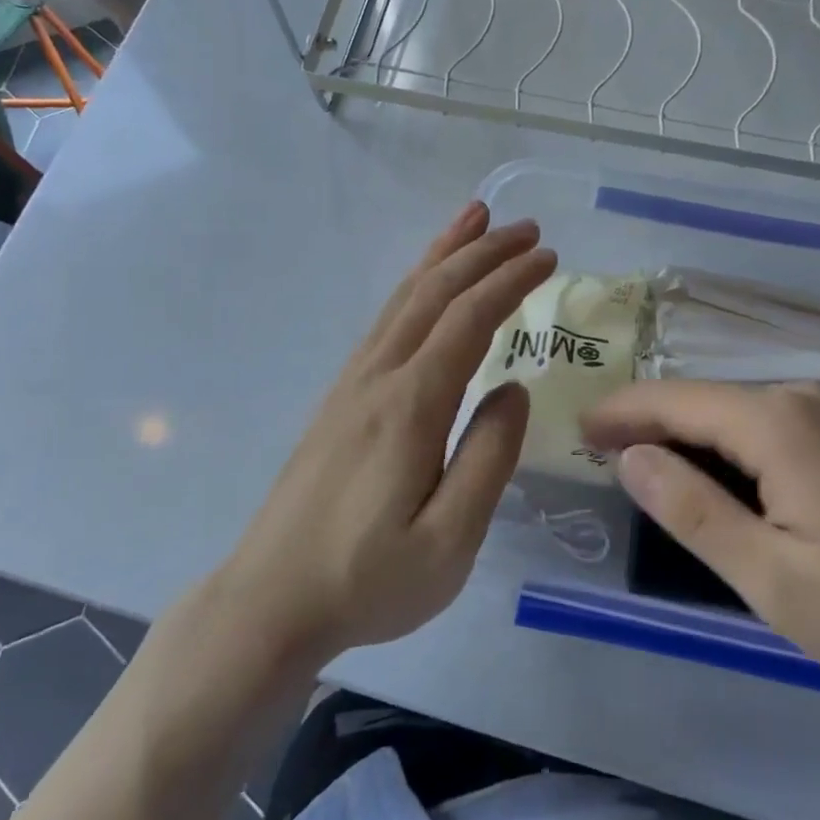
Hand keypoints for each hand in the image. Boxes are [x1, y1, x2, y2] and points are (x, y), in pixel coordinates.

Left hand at [215, 202, 556, 667]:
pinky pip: (386, 319)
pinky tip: (427, 285)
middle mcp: (379, 376)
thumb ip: (489, 460)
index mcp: (411, 405)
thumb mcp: (449, 543)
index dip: (510, 281)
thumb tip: (514, 390)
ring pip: (404, 297)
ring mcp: (353, 382)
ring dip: (444, 254)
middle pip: (434, 292)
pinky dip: (416, 285)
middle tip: (527, 228)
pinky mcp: (340, 396)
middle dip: (483, 253)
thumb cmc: (367, 580)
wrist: (271, 599)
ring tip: (474, 220)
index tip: (548, 256)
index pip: (469, 319)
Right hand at [582, 381, 819, 705]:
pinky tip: (717, 467)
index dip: (622, 412)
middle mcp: (802, 399)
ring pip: (737, 409)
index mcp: (777, 424)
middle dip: (649, 419)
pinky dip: (728, 439)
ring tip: (644, 458)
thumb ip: (693, 511)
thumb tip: (631, 457)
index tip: (577, 428)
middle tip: (600, 448)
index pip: (676, 401)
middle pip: (704, 399)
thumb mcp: (775, 579)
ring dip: (688, 430)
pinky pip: (771, 422)